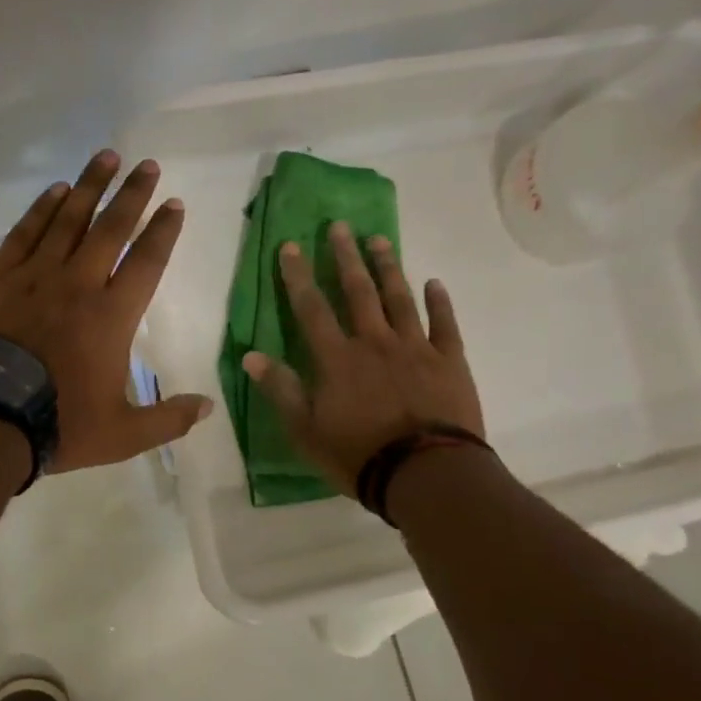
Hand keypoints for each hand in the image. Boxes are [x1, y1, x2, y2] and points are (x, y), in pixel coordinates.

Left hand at [0, 150, 212, 473]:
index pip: (147, 261)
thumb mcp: (123, 434)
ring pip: (68, 219)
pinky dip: (42, 209)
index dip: (163, 230)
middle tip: (147, 164)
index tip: (174, 205)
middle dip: (132, 193)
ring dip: (89, 186)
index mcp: (112, 316)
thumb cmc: (58, 425)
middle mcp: (78, 283)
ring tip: (106, 157)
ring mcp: (35, 276)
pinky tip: (55, 191)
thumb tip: (209, 407)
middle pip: (111, 227)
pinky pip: (25, 233)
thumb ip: (169, 419)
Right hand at [244, 222, 484, 495]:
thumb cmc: (358, 455)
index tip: (290, 246)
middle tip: (340, 226)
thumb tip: (251, 355)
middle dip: (345, 257)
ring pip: (399, 299)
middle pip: (358, 292)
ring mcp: (415, 349)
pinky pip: (445, 325)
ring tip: (379, 239)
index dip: (298, 276)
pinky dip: (440, 302)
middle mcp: (374, 343)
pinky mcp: (449, 362)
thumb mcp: (305, 430)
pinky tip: (435, 282)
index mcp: (337, 359)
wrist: (427, 474)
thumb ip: (281, 390)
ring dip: (388, 268)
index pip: (311, 309)